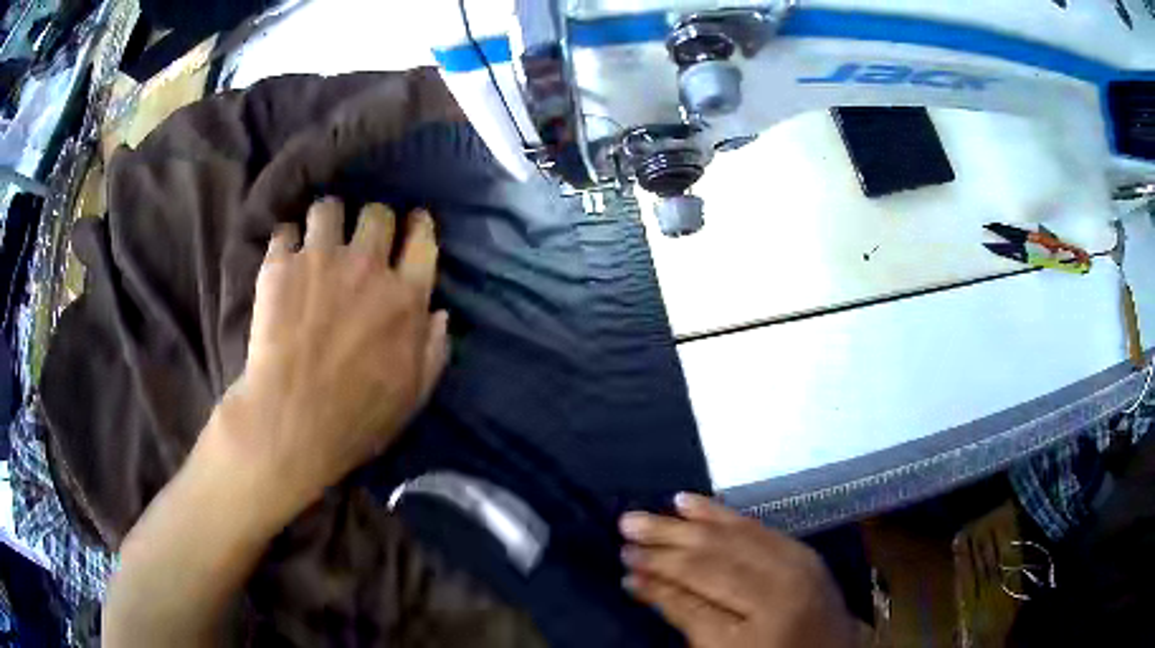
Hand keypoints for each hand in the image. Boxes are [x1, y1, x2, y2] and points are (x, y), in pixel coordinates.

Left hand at [213, 198, 448, 513]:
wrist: (290, 422)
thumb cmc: (357, 418)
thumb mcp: (413, 396)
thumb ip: (433, 350)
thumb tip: (439, 313)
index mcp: (405, 297)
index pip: (422, 240)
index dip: (419, 225)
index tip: (414, 223)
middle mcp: (367, 266)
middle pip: (377, 213)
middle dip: (373, 220)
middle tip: (362, 238)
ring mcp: (320, 260)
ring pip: (329, 208)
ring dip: (328, 219)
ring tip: (318, 237)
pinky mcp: (280, 267)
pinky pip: (285, 231)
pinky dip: (286, 241)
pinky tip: (285, 258)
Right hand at [620, 494, 854, 647]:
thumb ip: (686, 614)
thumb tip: (639, 582)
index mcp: (763, 615)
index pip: (698, 584)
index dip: (658, 572)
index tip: (624, 562)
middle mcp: (783, 581)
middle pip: (714, 553)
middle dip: (667, 539)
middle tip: (627, 524)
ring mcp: (798, 561)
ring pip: (734, 533)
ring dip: (690, 522)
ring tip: (654, 511)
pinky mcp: (803, 551)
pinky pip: (758, 527)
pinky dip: (724, 514)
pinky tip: (698, 504)